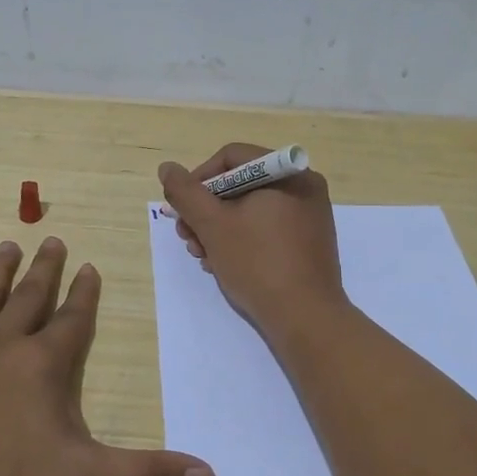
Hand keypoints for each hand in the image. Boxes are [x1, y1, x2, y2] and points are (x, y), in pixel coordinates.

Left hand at [0, 238, 215, 475]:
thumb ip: (145, 474)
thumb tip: (209, 475)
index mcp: (42, 364)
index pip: (72, 319)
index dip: (85, 294)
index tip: (90, 266)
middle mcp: (1, 345)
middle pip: (30, 298)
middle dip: (45, 270)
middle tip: (52, 239)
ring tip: (8, 245)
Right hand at [158, 144, 346, 334]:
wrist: (305, 318)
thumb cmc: (258, 263)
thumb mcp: (212, 225)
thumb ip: (186, 193)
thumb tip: (167, 168)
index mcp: (287, 173)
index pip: (231, 157)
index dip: (198, 179)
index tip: (181, 208)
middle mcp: (303, 186)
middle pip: (240, 184)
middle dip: (206, 210)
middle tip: (187, 236)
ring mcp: (309, 216)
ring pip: (251, 209)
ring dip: (219, 228)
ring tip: (201, 255)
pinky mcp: (308, 242)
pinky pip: (267, 228)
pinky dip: (242, 239)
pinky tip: (223, 263)